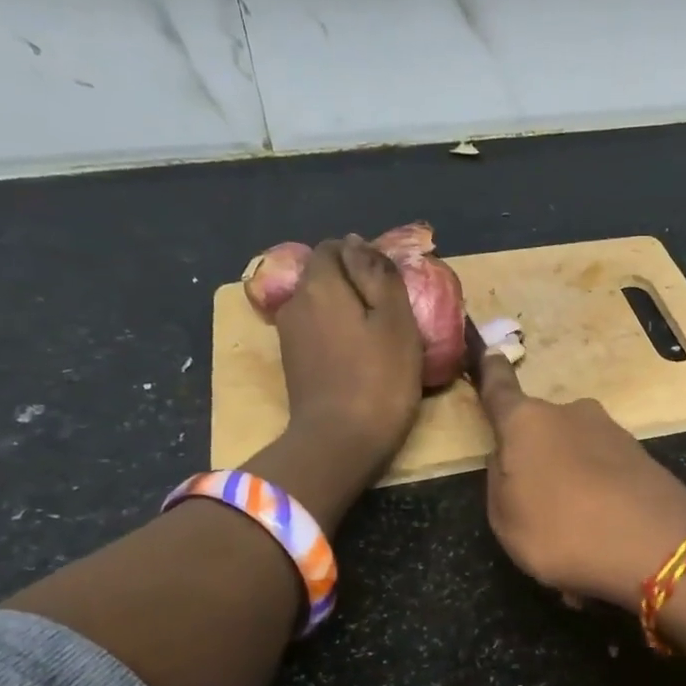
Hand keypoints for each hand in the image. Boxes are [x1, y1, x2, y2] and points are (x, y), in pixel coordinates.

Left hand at [271, 235, 422, 476]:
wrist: (339, 442)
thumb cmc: (378, 378)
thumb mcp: (396, 321)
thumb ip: (379, 275)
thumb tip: (359, 243)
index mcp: (320, 284)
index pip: (335, 247)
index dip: (364, 257)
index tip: (392, 283)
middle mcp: (296, 302)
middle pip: (325, 276)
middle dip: (355, 283)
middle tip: (393, 310)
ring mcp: (289, 335)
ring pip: (321, 305)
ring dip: (347, 311)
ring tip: (381, 334)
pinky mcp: (294, 364)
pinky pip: (318, 331)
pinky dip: (339, 334)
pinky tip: (362, 356)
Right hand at [477, 355, 685, 609]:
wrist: (656, 547)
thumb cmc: (562, 531)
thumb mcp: (505, 519)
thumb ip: (500, 480)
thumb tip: (510, 457)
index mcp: (528, 422)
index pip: (501, 390)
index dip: (491, 373)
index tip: (491, 352)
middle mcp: (571, 414)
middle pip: (542, 429)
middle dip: (536, 456)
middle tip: (535, 503)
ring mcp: (613, 432)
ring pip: (576, 450)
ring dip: (570, 476)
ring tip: (573, 526)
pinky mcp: (643, 456)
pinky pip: (605, 470)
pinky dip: (599, 490)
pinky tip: (603, 527)